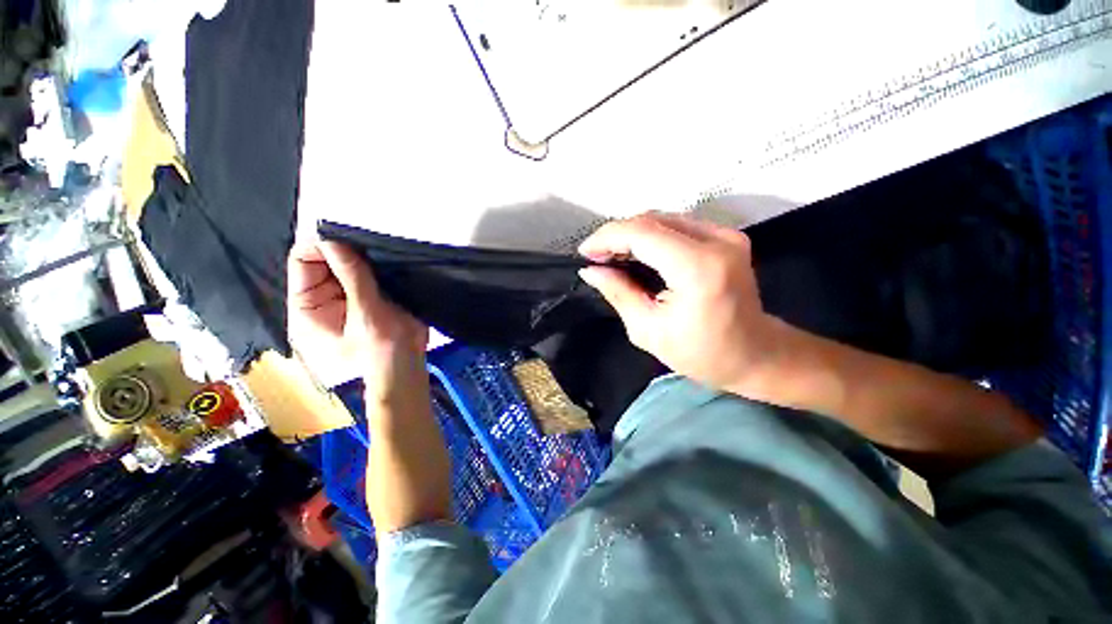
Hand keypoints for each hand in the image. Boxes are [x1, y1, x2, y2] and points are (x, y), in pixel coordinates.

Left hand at [287, 240, 428, 401]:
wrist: (408, 368)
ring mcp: (346, 299)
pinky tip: (388, 260)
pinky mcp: (367, 300)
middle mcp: (321, 299)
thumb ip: (352, 276)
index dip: (320, 245)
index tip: (348, 235)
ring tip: (381, 248)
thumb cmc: (383, 349)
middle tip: (369, 239)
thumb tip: (335, 240)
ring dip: (363, 257)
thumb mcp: (367, 313)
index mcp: (307, 307)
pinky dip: (375, 266)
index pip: (302, 263)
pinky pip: (366, 275)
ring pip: (347, 266)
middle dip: (344, 249)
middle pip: (324, 261)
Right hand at [578, 213, 776, 393]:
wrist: (755, 354)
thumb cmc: (701, 353)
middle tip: (596, 257)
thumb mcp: (648, 330)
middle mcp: (716, 241)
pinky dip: (650, 236)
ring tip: (611, 255)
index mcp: (697, 268)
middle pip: (652, 220)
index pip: (642, 233)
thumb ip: (619, 293)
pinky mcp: (727, 237)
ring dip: (632, 234)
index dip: (607, 238)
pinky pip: (677, 226)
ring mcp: (726, 235)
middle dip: (616, 235)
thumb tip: (591, 270)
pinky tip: (636, 253)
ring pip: (663, 219)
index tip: (585, 252)